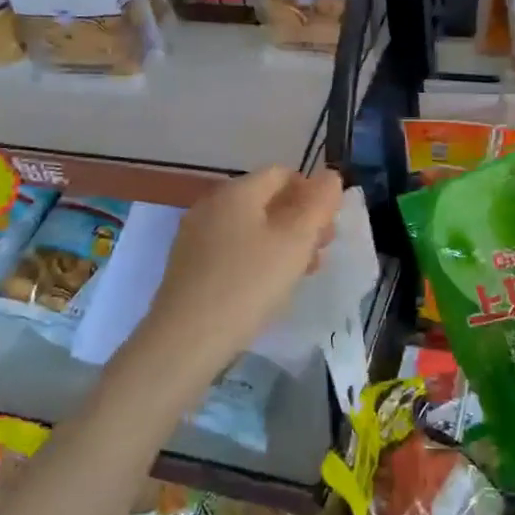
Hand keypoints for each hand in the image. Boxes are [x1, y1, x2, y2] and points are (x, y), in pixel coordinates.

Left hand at [136, 166, 344, 379]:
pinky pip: (232, 250)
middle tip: (320, 253)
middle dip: (300, 221)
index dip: (312, 193)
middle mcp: (212, 204)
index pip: (283, 174)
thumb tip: (330, 176)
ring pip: (250, 228)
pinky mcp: (188, 266)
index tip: (329, 227)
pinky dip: (256, 260)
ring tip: (300, 274)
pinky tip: (266, 288)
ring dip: (282, 243)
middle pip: (266, 200)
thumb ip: (318, 204)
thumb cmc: (248, 284)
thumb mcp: (296, 241)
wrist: (185, 341)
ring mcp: (196, 236)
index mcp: (236, 191)